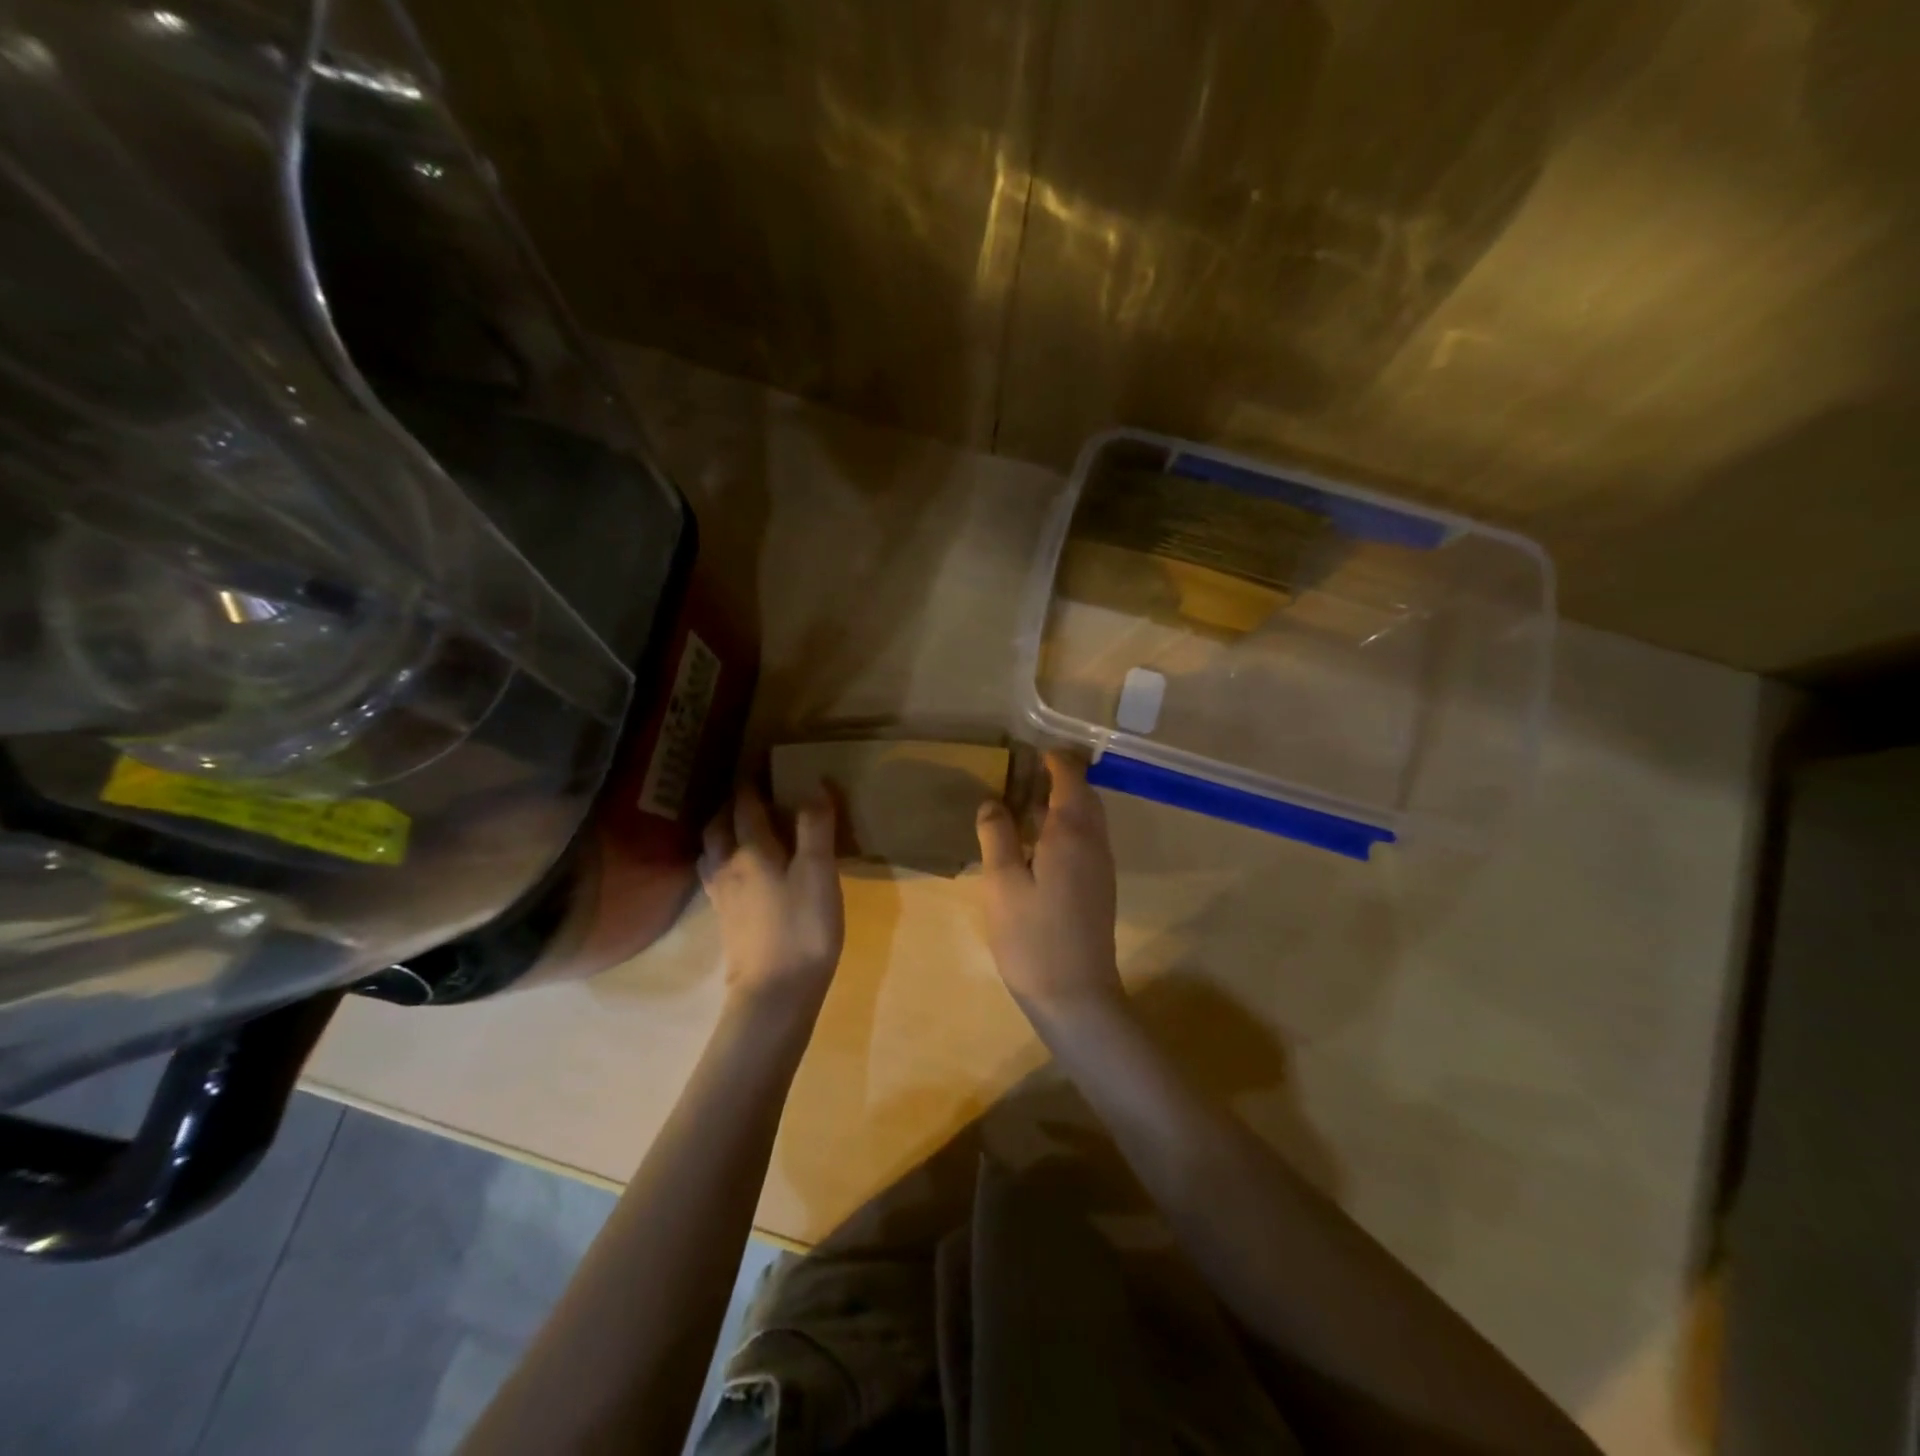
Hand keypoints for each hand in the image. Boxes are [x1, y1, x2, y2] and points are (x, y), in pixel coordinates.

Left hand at [700, 784, 843, 1011]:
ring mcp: (722, 896)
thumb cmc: (802, 928)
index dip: (750, 782)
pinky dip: (720, 861)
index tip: (757, 763)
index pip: (745, 805)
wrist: (775, 993)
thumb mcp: (819, 873)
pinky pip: (714, 877)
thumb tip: (813, 784)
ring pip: (711, 852)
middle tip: (747, 794)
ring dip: (719, 832)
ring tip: (736, 827)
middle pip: (718, 826)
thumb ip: (815, 827)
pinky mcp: (725, 921)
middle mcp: (729, 867)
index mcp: (752, 850)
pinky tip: (735, 871)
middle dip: (729, 805)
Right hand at [975, 751, 1124, 1026]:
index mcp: (1071, 833)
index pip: (1070, 779)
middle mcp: (1094, 842)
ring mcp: (1102, 866)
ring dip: (1063, 804)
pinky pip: (1087, 840)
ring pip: (1088, 819)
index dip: (1053, 761)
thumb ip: (997, 836)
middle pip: (1084, 796)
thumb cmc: (1032, 937)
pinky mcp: (1100, 888)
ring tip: (1025, 807)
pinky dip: (1067, 827)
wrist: (1076, 995)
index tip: (1028, 753)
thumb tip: (992, 801)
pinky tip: (1039, 845)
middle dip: (1059, 779)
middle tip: (1021, 778)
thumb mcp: (1002, 883)